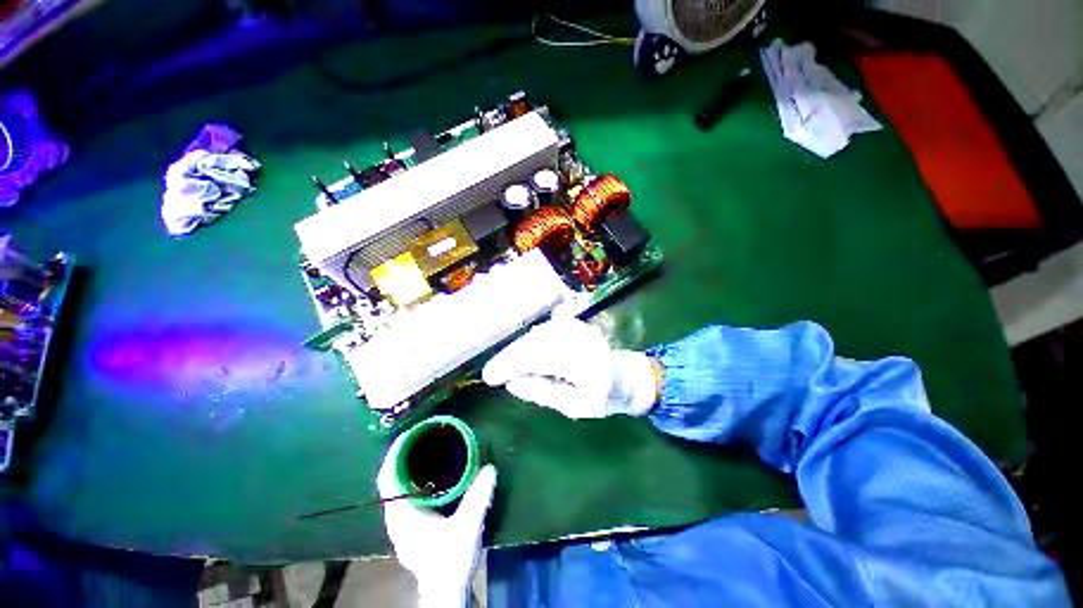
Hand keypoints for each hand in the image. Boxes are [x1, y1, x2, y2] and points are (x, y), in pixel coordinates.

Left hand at [377, 435, 496, 607]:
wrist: (447, 589)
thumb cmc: (451, 559)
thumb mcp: (467, 527)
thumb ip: (478, 497)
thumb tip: (490, 468)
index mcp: (402, 515)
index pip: (388, 478)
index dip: (395, 454)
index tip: (409, 433)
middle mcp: (397, 517)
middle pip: (391, 479)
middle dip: (402, 455)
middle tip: (422, 435)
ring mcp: (402, 522)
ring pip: (397, 487)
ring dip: (407, 466)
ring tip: (424, 447)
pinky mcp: (411, 526)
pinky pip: (405, 494)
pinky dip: (412, 478)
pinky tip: (428, 473)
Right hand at [482, 318, 660, 418]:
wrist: (625, 376)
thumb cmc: (602, 397)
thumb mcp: (575, 407)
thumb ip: (543, 393)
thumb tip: (511, 382)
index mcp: (585, 364)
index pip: (539, 359)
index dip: (511, 365)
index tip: (490, 377)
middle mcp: (580, 339)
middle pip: (535, 343)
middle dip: (509, 357)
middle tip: (492, 372)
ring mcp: (577, 328)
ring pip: (536, 335)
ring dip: (517, 349)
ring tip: (503, 366)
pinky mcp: (573, 324)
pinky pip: (543, 331)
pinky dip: (528, 342)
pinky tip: (520, 353)